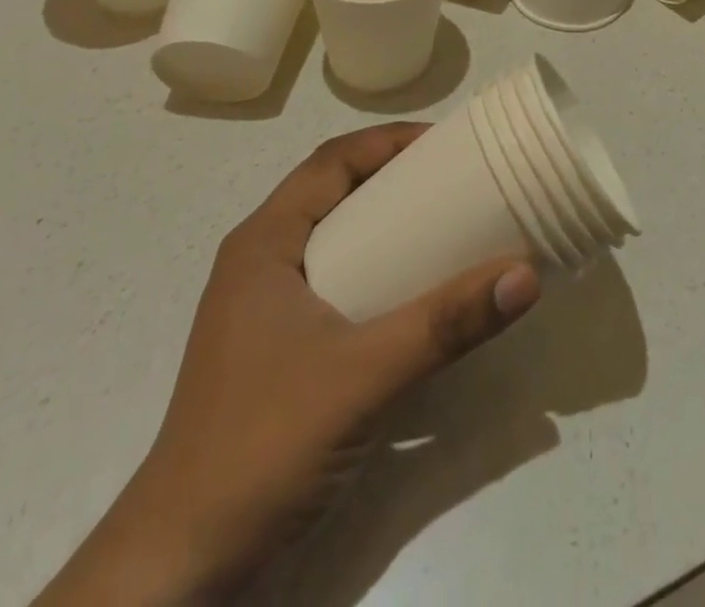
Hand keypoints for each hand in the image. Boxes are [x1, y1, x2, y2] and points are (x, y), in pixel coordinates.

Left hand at [35, 124, 539, 605]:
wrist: (178, 573)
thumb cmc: (260, 447)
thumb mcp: (363, 377)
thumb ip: (445, 325)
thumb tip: (526, 274)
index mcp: (264, 244)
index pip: (331, 161)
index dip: (389, 141)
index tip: (449, 142)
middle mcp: (261, 265)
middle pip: (335, 195)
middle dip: (396, 180)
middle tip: (460, 182)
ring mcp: (266, 313)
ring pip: (336, 243)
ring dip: (388, 228)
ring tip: (448, 231)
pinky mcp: (278, 355)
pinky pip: (337, 287)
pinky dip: (378, 276)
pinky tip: (416, 300)